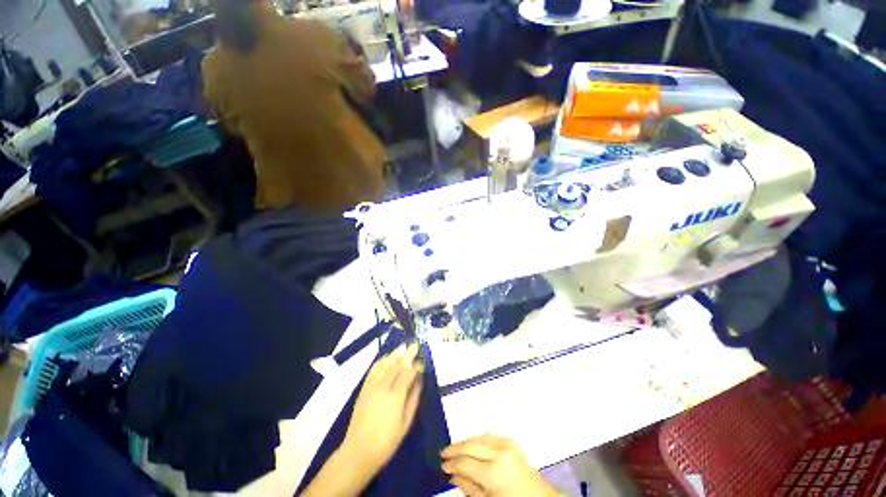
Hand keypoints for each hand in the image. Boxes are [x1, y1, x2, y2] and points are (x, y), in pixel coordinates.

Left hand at [340, 343, 422, 473]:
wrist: (359, 451)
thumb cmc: (387, 441)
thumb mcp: (406, 423)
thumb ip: (414, 399)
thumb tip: (419, 381)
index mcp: (395, 396)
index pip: (408, 372)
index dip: (417, 365)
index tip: (422, 363)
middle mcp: (383, 386)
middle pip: (397, 364)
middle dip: (408, 356)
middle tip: (415, 351)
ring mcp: (371, 386)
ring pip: (385, 362)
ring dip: (396, 357)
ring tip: (403, 357)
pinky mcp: (364, 388)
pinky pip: (374, 368)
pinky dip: (383, 361)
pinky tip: (389, 362)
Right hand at [441, 434, 557, 496]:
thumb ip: (469, 488)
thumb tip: (453, 475)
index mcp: (494, 472)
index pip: (465, 462)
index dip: (451, 463)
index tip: (443, 465)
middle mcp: (500, 453)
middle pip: (471, 445)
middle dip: (455, 449)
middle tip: (444, 453)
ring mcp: (508, 446)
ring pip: (480, 437)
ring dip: (467, 441)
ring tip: (456, 448)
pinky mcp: (513, 443)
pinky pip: (492, 436)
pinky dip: (480, 438)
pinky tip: (474, 443)